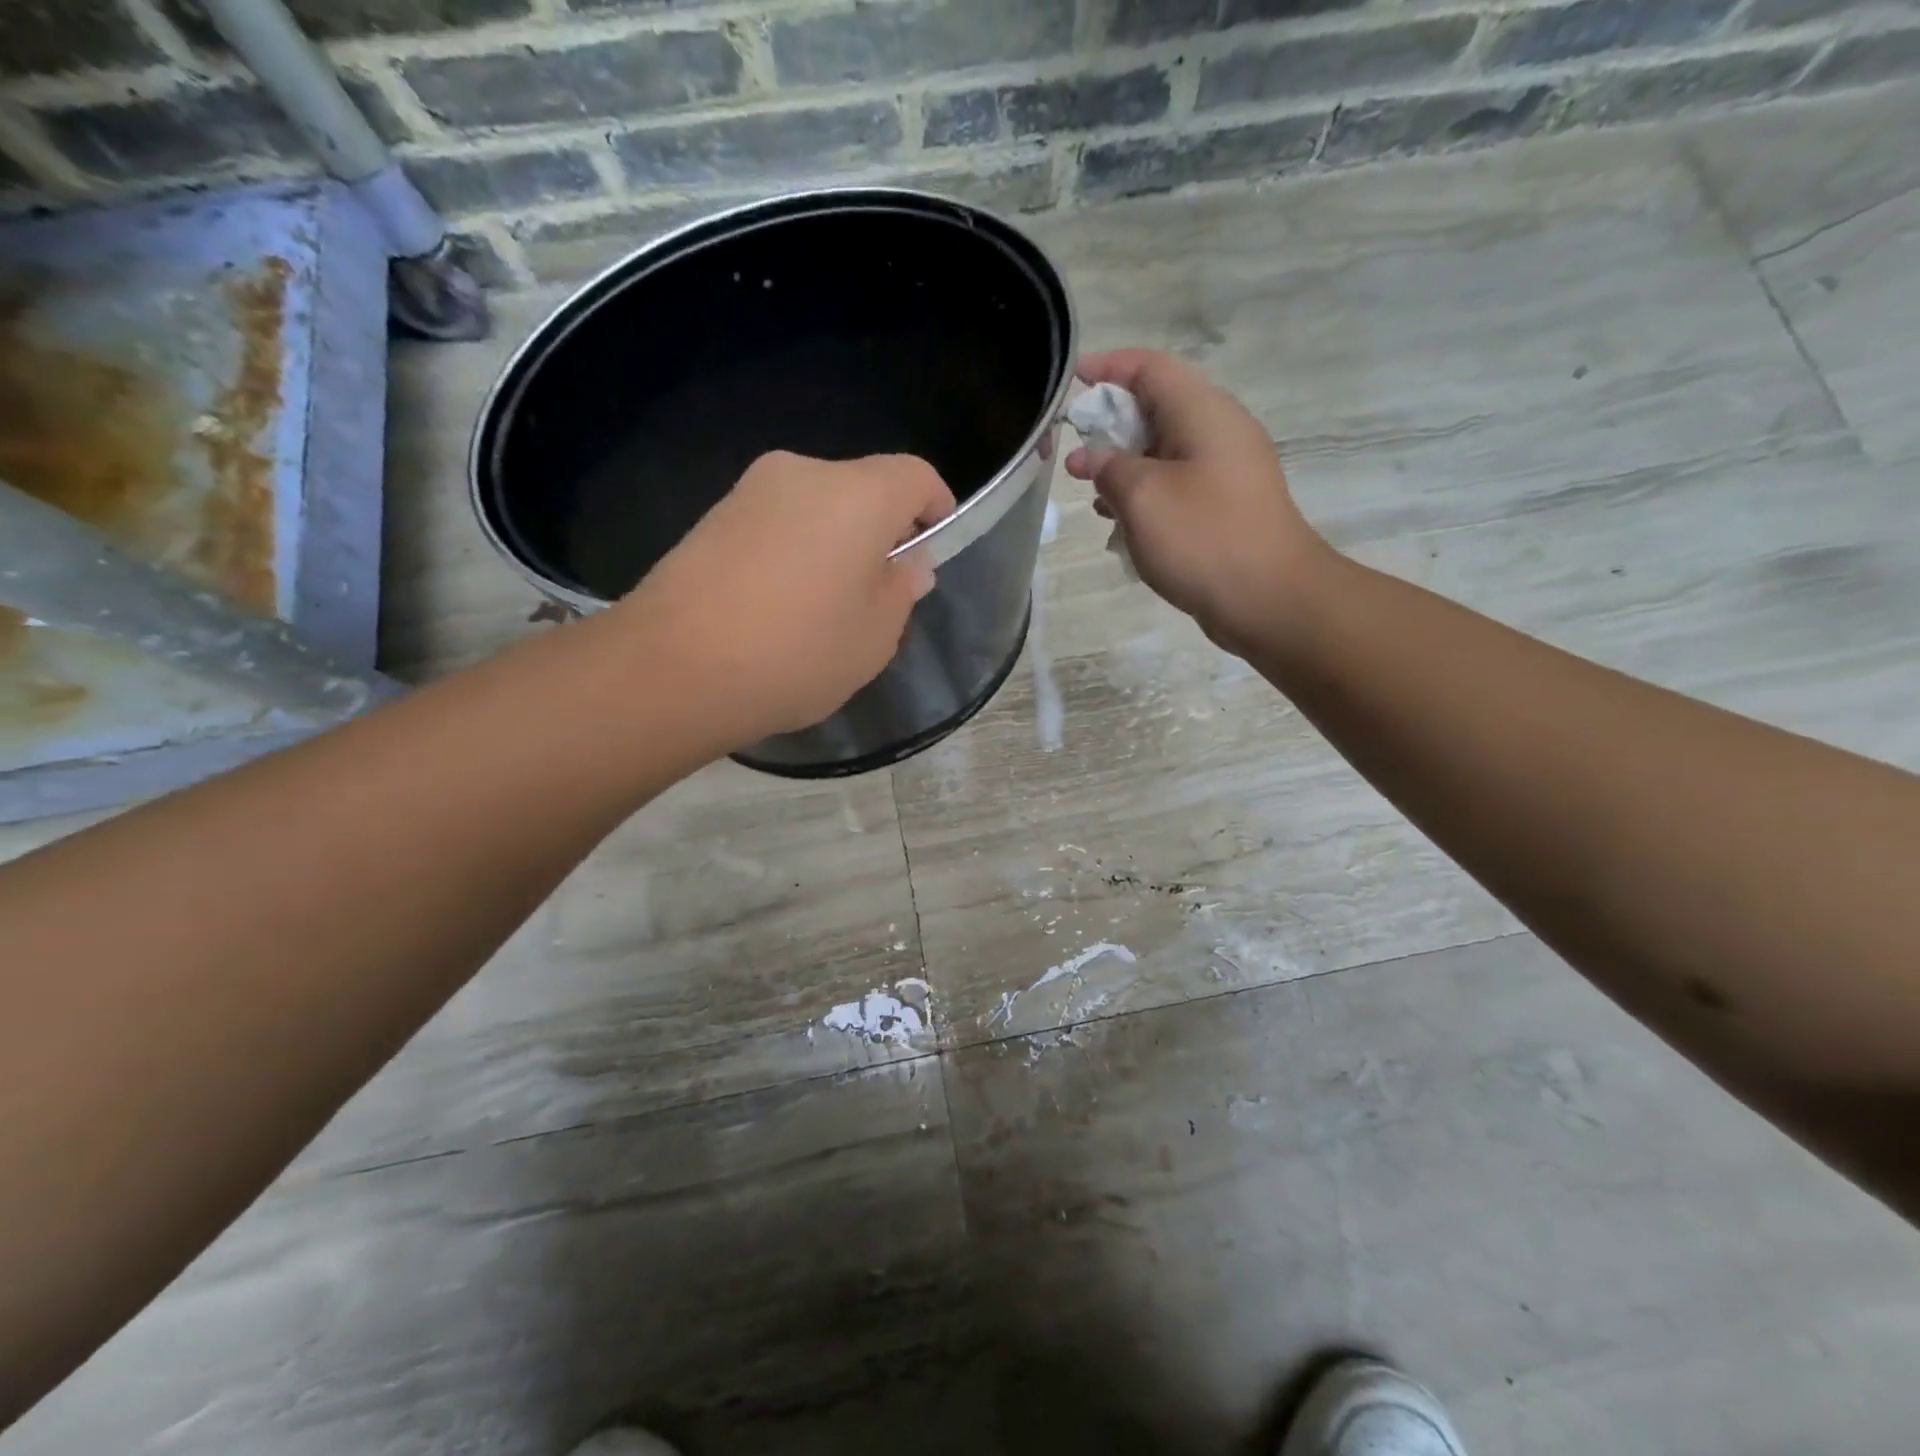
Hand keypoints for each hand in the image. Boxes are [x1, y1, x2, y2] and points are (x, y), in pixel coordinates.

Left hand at [612, 451, 953, 749]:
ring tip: (826, 608)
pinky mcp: (711, 518)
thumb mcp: (875, 635)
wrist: (674, 670)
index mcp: (857, 494)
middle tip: (881, 592)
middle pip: (862, 489)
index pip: (915, 476)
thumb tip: (905, 563)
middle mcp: (802, 473)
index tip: (935, 548)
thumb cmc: (798, 652)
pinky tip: (781, 607)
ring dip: (836, 544)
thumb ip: (901, 590)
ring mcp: (750, 492)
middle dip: (882, 531)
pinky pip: (776, 525)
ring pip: (817, 508)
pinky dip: (795, 552)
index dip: (937, 507)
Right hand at [1066, 350, 1331, 654]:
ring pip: (1164, 452)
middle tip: (1073, 452)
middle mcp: (1218, 432)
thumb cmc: (1204, 538)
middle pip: (1156, 408)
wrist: (1270, 599)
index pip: (1149, 368)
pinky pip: (1177, 486)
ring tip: (1091, 492)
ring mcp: (1225, 471)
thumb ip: (1109, 469)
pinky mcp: (1225, 506)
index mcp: (1203, 412)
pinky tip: (1121, 524)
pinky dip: (1145, 495)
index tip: (1069, 383)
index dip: (1107, 369)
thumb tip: (1091, 457)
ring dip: (1124, 466)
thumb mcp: (1143, 498)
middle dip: (1110, 425)